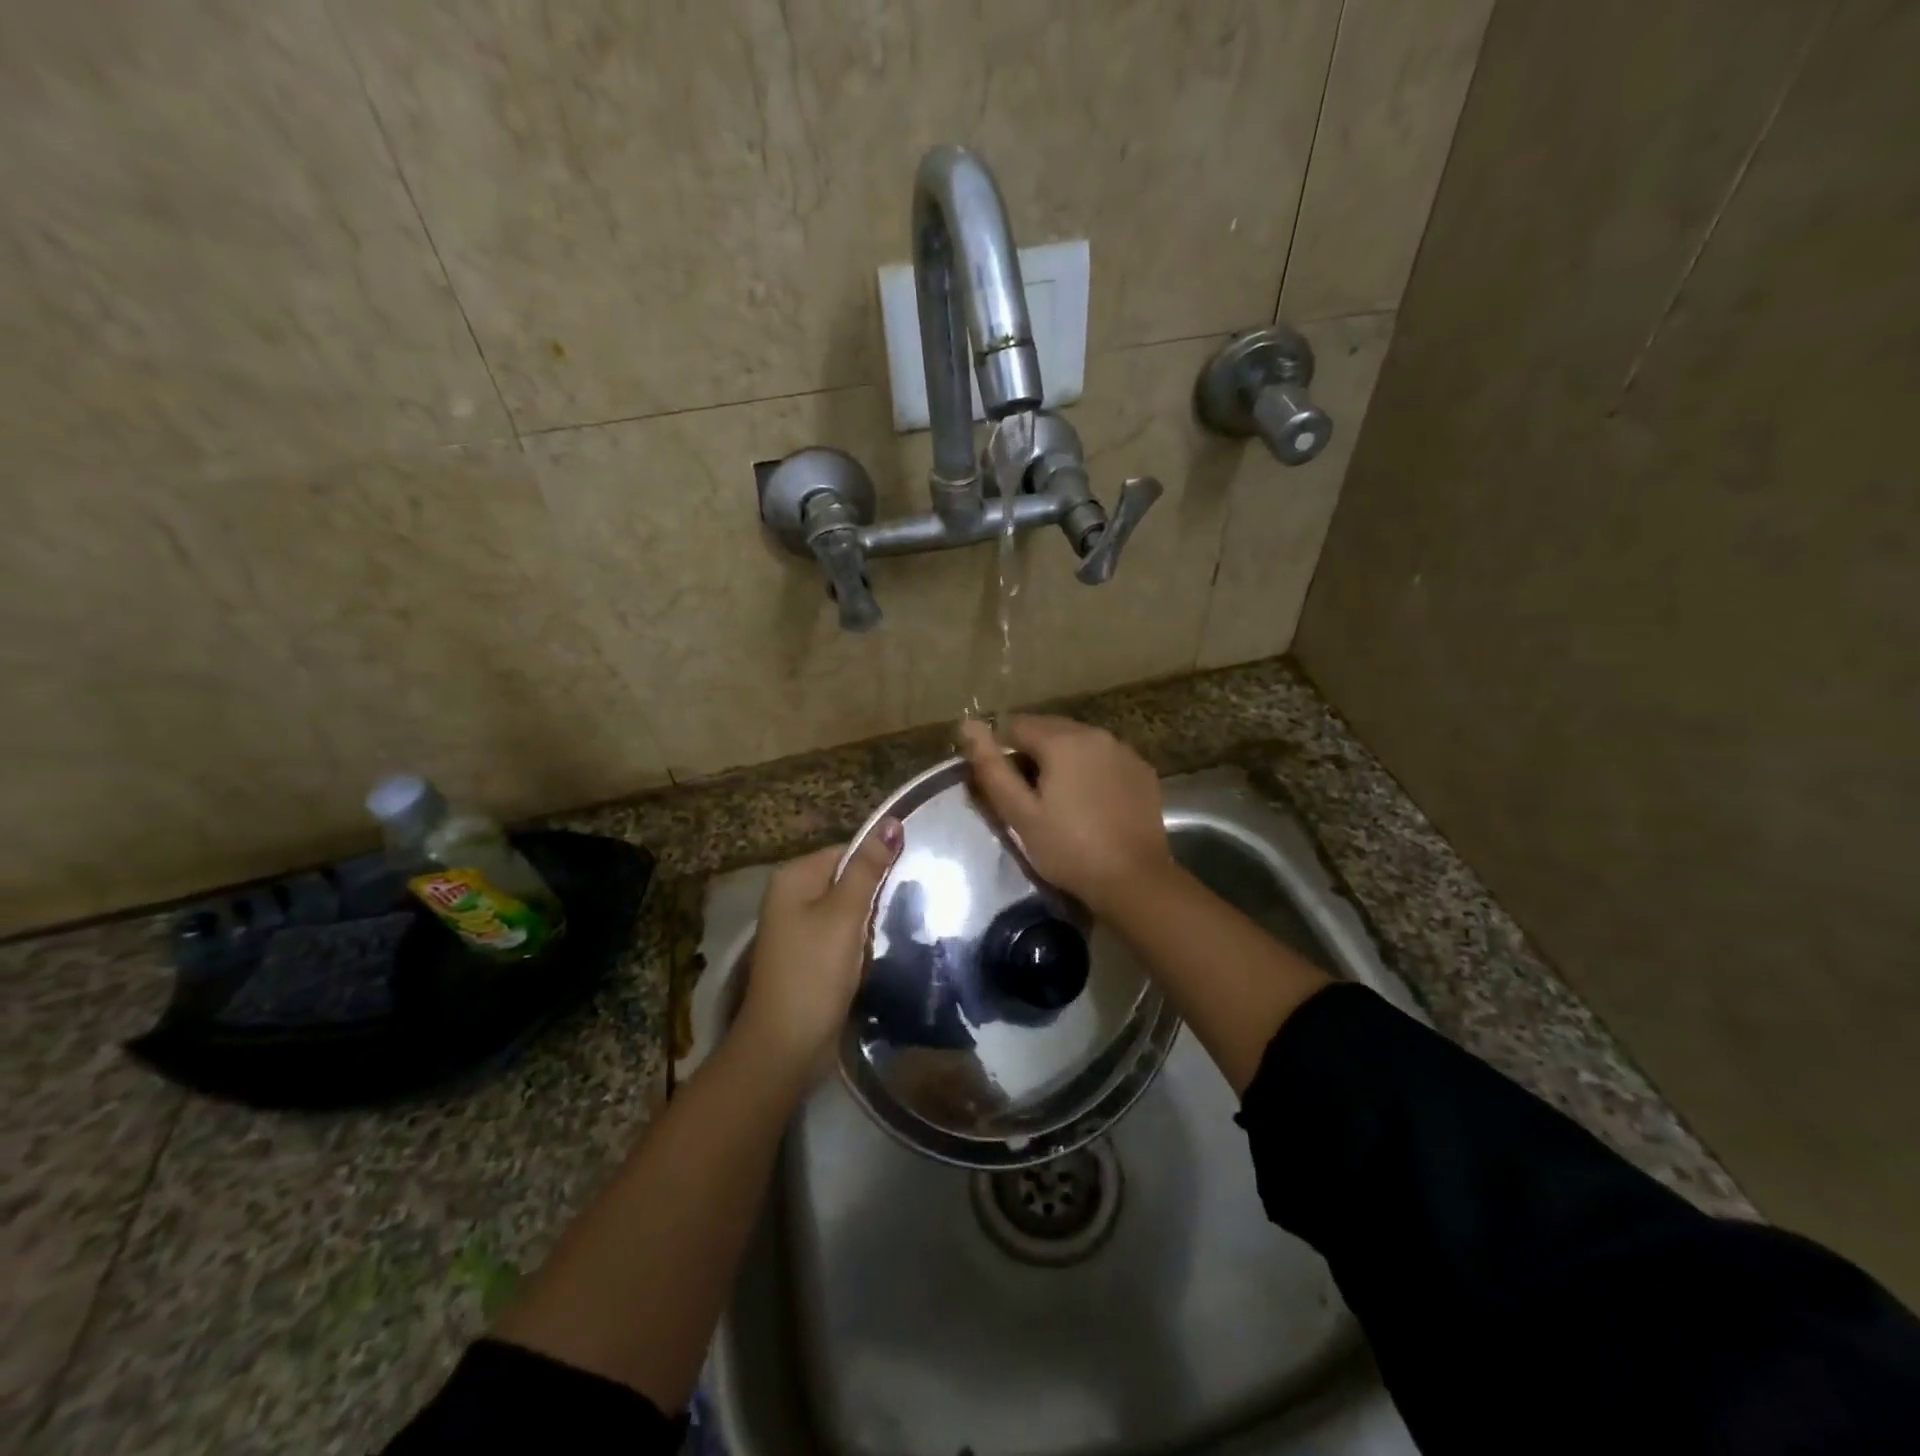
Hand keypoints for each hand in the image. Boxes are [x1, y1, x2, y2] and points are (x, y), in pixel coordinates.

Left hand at [736, 819, 902, 1074]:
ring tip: (896, 930)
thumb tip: (892, 820)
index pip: (848, 851)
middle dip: (876, 894)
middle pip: (848, 879)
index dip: (879, 864)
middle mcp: (791, 896)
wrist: (785, 1046)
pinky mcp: (809, 955)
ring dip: (871, 921)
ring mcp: (798, 928)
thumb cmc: (814, 972)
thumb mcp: (844, 914)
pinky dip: (860, 942)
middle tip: (909, 907)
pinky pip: (842, 935)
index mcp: (794, 877)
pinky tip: (877, 953)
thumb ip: (869, 868)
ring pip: (849, 910)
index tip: (911, 880)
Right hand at [959, 716, 1172, 916]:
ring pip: (1079, 741)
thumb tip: (967, 724)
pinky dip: (1090, 769)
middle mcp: (1095, 733)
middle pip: (1049, 729)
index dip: (1002, 751)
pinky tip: (1090, 802)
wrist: (1134, 879)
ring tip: (1058, 799)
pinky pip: (1105, 758)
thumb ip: (992, 767)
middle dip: (1032, 752)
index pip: (1016, 726)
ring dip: (1062, 759)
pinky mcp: (1142, 770)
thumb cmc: (1069, 849)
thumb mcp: (1020, 814)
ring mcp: (1124, 751)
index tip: (1003, 785)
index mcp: (1062, 740)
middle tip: (1027, 795)